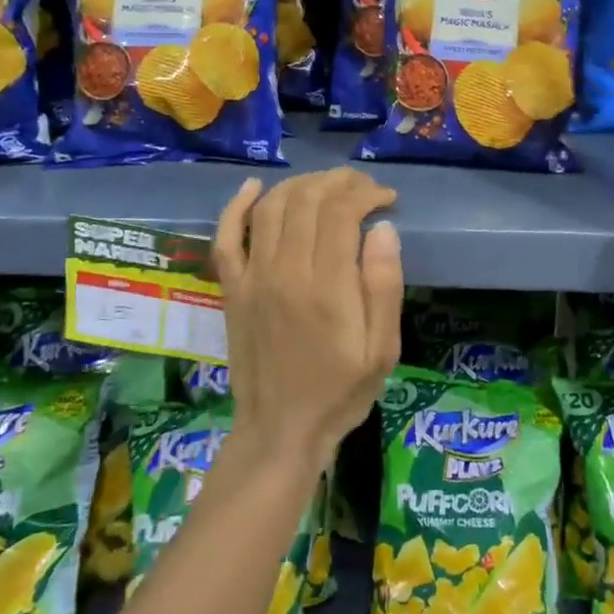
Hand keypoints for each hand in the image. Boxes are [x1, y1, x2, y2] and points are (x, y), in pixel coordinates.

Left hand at [213, 168, 402, 471]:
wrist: (279, 431)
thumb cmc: (340, 392)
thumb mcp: (382, 350)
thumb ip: (384, 286)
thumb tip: (383, 228)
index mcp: (326, 288)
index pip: (340, 212)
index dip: (366, 193)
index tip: (387, 199)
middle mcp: (285, 272)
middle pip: (306, 199)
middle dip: (338, 182)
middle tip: (363, 188)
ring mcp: (252, 278)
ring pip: (271, 207)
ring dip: (301, 185)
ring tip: (328, 187)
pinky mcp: (232, 288)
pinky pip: (226, 236)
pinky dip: (238, 206)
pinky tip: (254, 187)